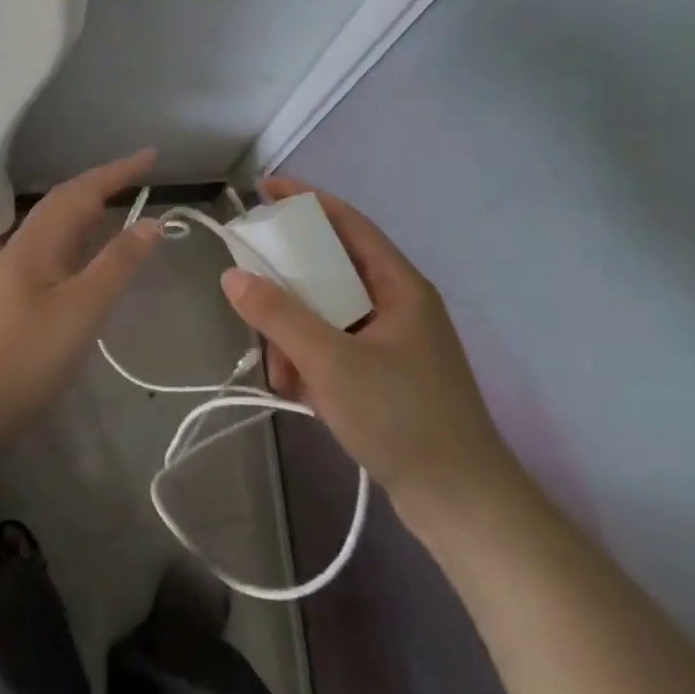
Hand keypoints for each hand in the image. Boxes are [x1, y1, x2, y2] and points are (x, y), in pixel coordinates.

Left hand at [0, 150, 161, 448]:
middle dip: (101, 184)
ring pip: (55, 229)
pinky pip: (52, 253)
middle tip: (139, 178)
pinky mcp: (11, 300)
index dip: (118, 172)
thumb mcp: (82, 309)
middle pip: (63, 203)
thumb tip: (152, 221)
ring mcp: (12, 275)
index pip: (81, 191)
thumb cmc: (25, 355)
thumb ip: (117, 264)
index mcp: (37, 243)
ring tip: (119, 209)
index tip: (151, 156)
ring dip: (87, 212)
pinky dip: (77, 242)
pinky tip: (86, 262)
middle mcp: (22, 249)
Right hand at [221, 178, 517, 524]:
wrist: (461, 504)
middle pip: (329, 271)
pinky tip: (299, 392)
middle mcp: (397, 304)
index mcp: (399, 286)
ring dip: (295, 335)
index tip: (263, 189)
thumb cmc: (401, 419)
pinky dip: (311, 362)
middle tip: (250, 294)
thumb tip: (233, 275)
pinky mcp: (385, 374)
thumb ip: (279, 316)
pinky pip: (334, 347)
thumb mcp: (331, 363)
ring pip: (326, 314)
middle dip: (287, 288)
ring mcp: (392, 341)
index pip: (348, 223)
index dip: (306, 201)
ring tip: (281, 374)